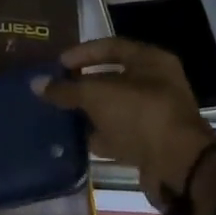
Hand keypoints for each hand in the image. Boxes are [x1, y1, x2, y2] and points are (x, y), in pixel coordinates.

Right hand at [45, 38, 215, 214]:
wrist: (179, 167)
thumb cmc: (140, 115)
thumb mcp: (98, 95)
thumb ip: (67, 89)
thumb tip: (36, 84)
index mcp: (151, 61)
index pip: (111, 46)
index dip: (83, 53)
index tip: (58, 65)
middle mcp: (157, 83)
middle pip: (113, 77)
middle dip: (84, 84)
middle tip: (58, 89)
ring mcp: (156, 115)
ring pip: (116, 107)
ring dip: (92, 112)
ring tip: (62, 114)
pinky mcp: (152, 143)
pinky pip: (121, 133)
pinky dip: (101, 135)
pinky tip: (79, 139)